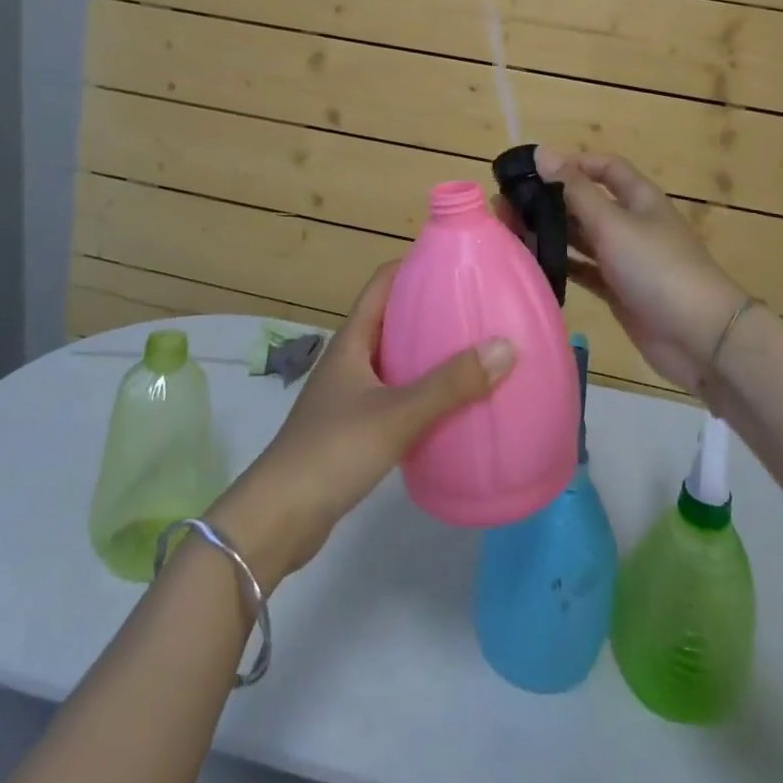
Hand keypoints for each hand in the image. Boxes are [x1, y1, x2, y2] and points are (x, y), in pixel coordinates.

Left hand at [207, 263, 514, 591]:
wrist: (277, 519)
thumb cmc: (332, 451)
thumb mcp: (397, 414)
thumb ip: (450, 384)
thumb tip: (506, 346)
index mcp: (351, 341)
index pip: (381, 284)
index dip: (412, 266)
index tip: (453, 263)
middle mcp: (348, 360)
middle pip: (390, 320)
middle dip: (428, 310)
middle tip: (474, 308)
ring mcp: (348, 396)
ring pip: (393, 361)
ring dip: (426, 354)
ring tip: (471, 352)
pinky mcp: (352, 431)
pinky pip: (394, 396)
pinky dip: (420, 393)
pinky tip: (448, 406)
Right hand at [530, 148, 746, 391]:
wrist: (700, 337)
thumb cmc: (657, 268)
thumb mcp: (614, 223)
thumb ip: (575, 191)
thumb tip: (542, 152)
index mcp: (638, 198)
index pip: (604, 167)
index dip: (572, 163)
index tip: (533, 170)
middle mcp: (631, 223)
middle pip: (586, 202)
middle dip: (550, 200)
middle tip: (506, 205)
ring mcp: (625, 259)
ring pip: (581, 237)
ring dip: (550, 232)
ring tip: (509, 231)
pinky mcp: (618, 291)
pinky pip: (583, 270)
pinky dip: (561, 265)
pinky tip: (531, 264)